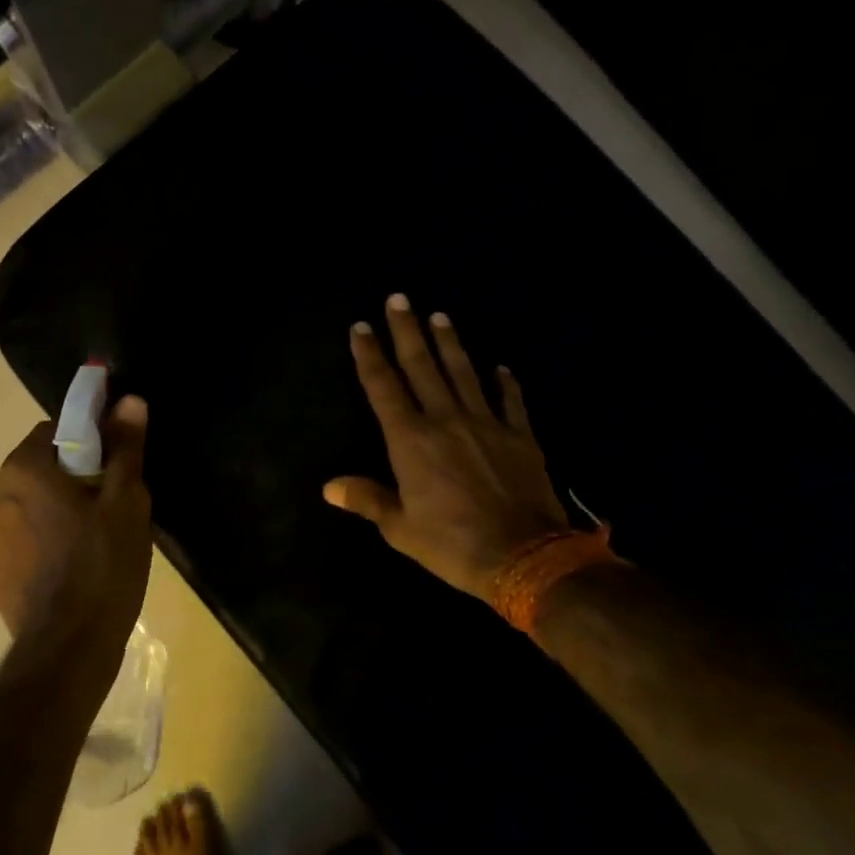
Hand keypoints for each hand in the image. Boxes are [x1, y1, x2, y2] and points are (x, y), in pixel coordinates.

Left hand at [0, 396, 153, 666]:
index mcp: (24, 470)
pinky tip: (78, 570)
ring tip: (99, 542)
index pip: (56, 431)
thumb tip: (129, 401)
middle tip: (114, 504)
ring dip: (61, 513)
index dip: (91, 441)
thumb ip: (124, 448)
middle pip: (44, 469)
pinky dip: (49, 545)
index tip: (116, 465)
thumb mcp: (125, 501)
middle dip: (77, 478)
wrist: (68, 648)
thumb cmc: (102, 564)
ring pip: (35, 508)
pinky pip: (28, 543)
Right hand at [325, 296, 568, 602]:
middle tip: (399, 298)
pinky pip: (510, 401)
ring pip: (463, 373)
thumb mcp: (400, 528)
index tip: (361, 328)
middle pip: (422, 367)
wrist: (524, 556)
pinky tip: (501, 367)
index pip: (383, 388)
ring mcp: (486, 424)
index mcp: (410, 441)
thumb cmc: (451, 543)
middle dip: (407, 331)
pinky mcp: (519, 436)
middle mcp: (445, 420)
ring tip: (439, 316)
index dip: (370, 356)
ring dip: (450, 343)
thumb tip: (330, 487)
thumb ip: (368, 499)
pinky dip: (505, 383)